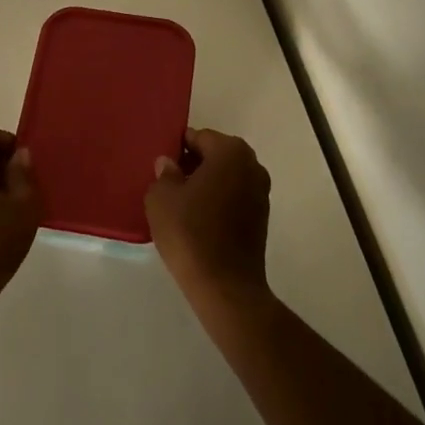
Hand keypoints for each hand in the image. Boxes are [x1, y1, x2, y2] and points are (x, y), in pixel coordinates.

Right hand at [146, 127, 271, 316]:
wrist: (225, 286)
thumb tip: (169, 164)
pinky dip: (218, 202)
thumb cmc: (190, 232)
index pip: (198, 137)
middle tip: (168, 184)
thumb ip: (164, 173)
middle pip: (215, 155)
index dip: (177, 149)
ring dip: (206, 184)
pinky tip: (198, 220)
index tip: (162, 166)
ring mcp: (261, 192)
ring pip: (225, 177)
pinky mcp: (262, 218)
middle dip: (192, 165)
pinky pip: (234, 198)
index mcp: (230, 151)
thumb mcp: (161, 198)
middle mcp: (252, 165)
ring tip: (181, 204)